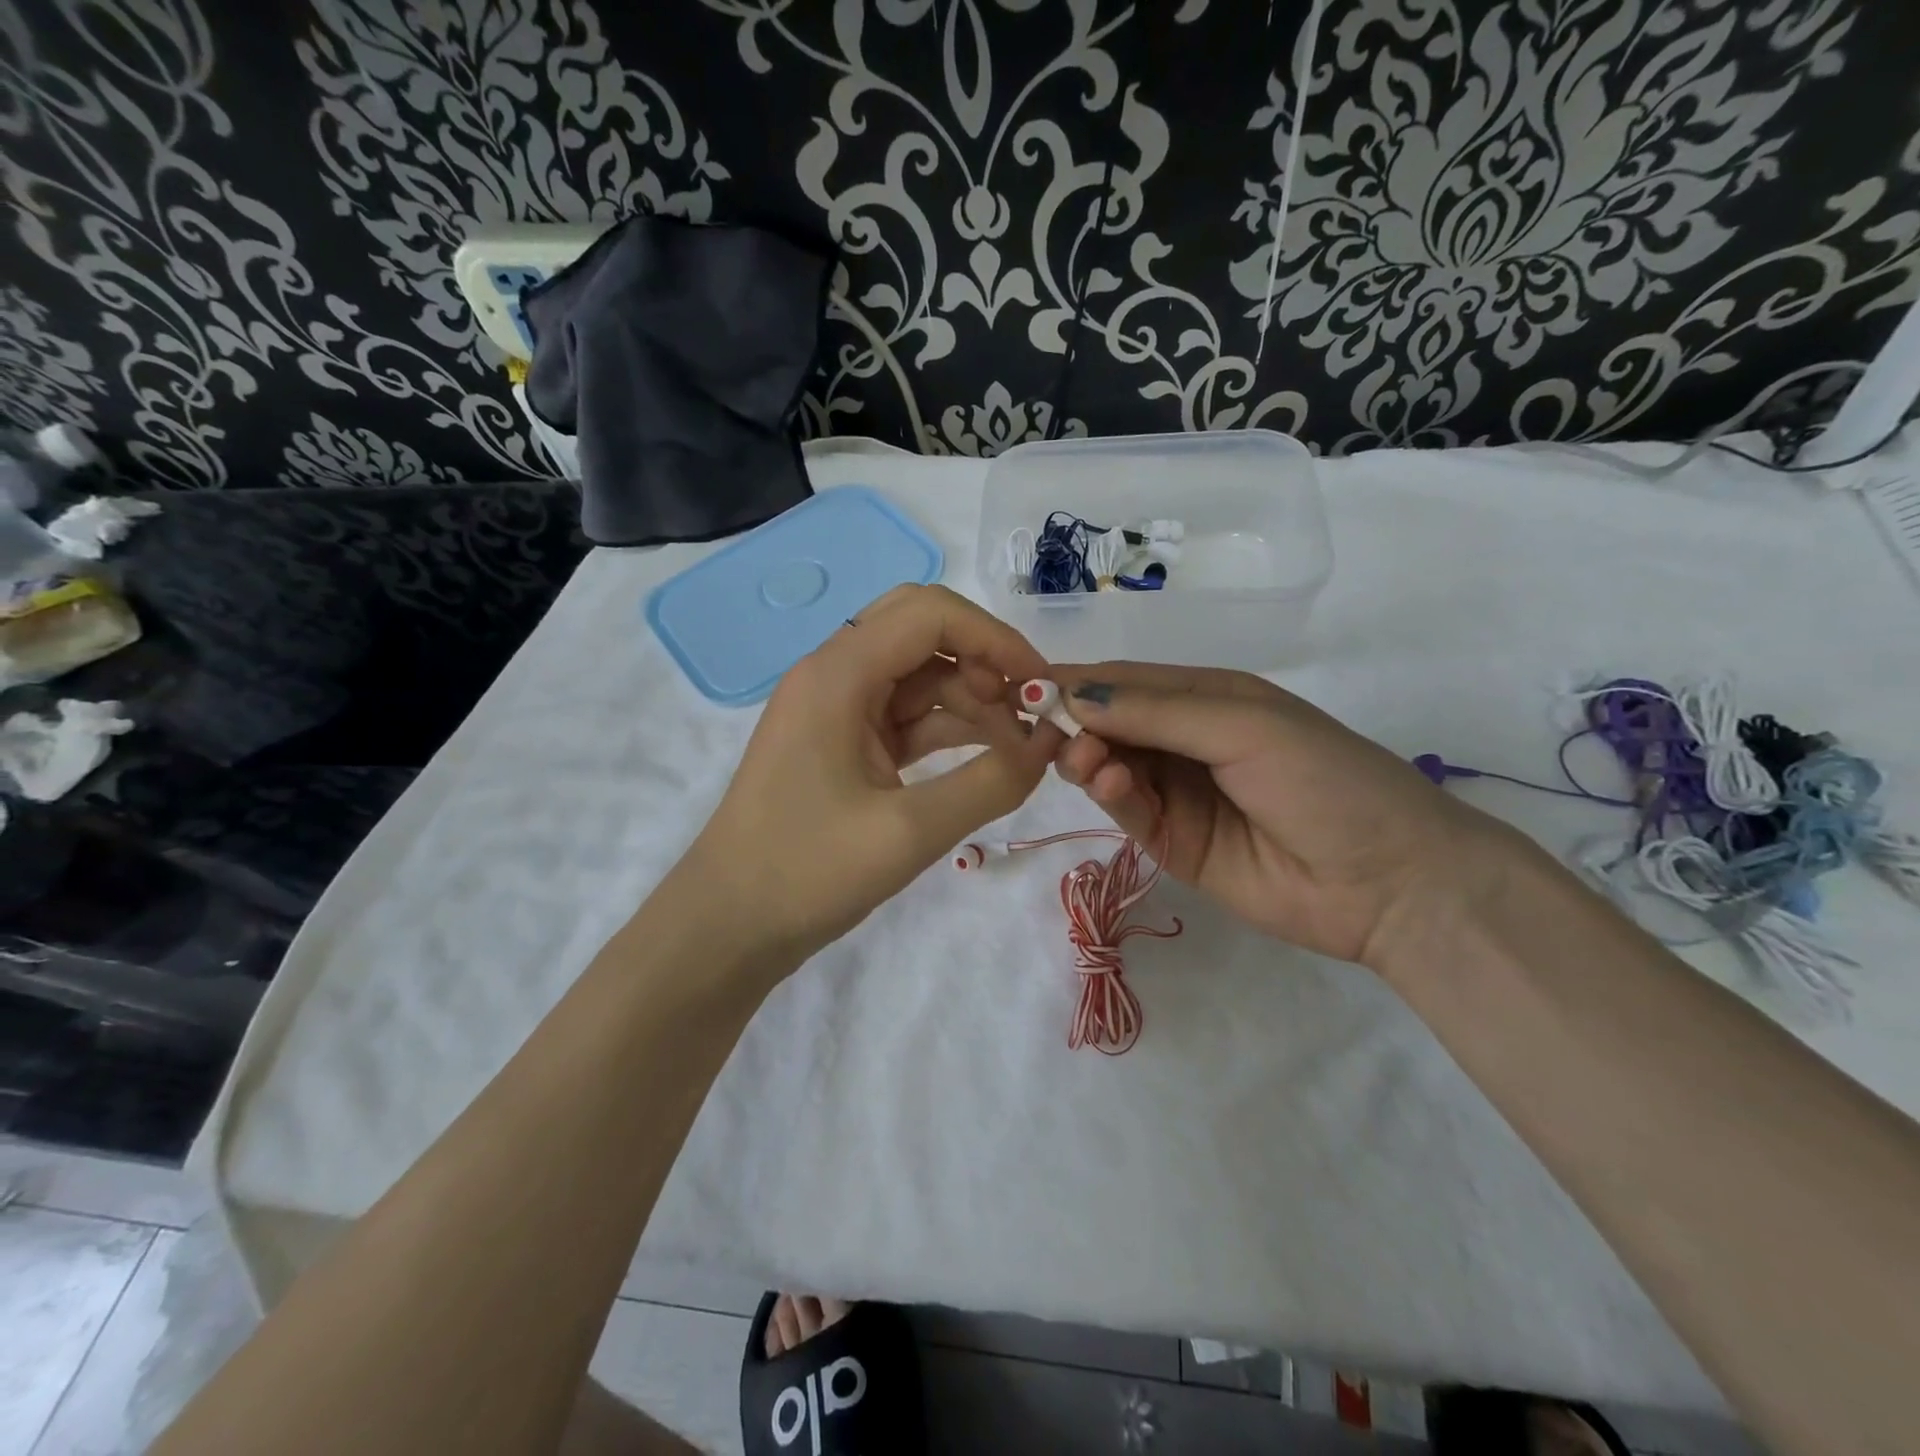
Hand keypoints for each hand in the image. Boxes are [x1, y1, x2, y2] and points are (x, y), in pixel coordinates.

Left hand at [682, 585, 1060, 967]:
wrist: (728, 927)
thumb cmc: (806, 874)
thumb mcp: (909, 832)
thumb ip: (990, 784)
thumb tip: (1050, 746)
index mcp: (837, 674)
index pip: (929, 613)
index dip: (995, 639)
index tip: (1042, 686)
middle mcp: (834, 674)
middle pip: (923, 631)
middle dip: (983, 662)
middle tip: (1028, 710)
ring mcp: (837, 709)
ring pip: (919, 676)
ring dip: (972, 701)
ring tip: (1021, 749)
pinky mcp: (843, 743)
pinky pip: (906, 716)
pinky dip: (949, 729)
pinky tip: (989, 757)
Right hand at [1051, 663, 1519, 966]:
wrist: (1390, 881)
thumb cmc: (1324, 779)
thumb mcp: (1243, 725)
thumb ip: (1158, 712)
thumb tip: (1074, 695)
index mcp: (1207, 698)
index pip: (1126, 682)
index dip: (1077, 682)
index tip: (1025, 687)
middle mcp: (1185, 741)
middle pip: (1108, 724)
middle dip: (1076, 723)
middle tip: (1050, 732)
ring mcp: (1177, 793)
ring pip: (1109, 767)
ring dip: (1089, 759)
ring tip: (1088, 763)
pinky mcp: (1173, 842)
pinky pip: (1128, 810)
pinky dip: (1110, 795)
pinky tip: (1110, 785)